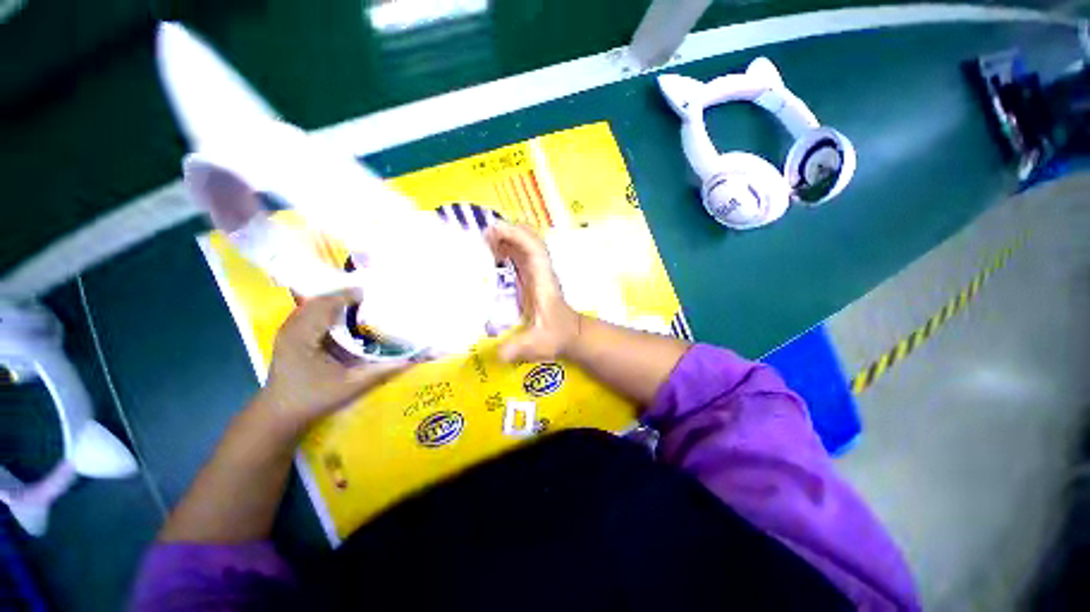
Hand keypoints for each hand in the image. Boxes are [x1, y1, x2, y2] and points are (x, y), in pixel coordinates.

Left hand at [258, 288, 408, 431]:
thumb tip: (419, 358)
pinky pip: (312, 312)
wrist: (279, 416)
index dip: (353, 292)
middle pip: (322, 297)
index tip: (379, 291)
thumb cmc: (315, 399)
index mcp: (303, 334)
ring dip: (339, 299)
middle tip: (377, 294)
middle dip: (348, 292)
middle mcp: (293, 326)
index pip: (328, 301)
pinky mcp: (292, 335)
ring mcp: (289, 329)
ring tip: (366, 300)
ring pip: (315, 303)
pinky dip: (331, 308)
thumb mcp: (355, 384)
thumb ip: (387, 369)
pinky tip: (348, 314)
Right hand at [484, 221, 580, 362]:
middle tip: (483, 235)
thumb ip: (520, 348)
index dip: (516, 235)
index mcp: (543, 280)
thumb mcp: (538, 344)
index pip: (534, 249)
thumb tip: (498, 354)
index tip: (494, 229)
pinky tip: (492, 255)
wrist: (572, 334)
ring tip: (482, 241)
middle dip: (508, 231)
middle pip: (529, 239)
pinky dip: (506, 248)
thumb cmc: (557, 336)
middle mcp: (541, 271)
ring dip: (506, 237)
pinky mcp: (532, 277)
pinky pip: (520, 255)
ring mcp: (537, 272)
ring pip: (524, 245)